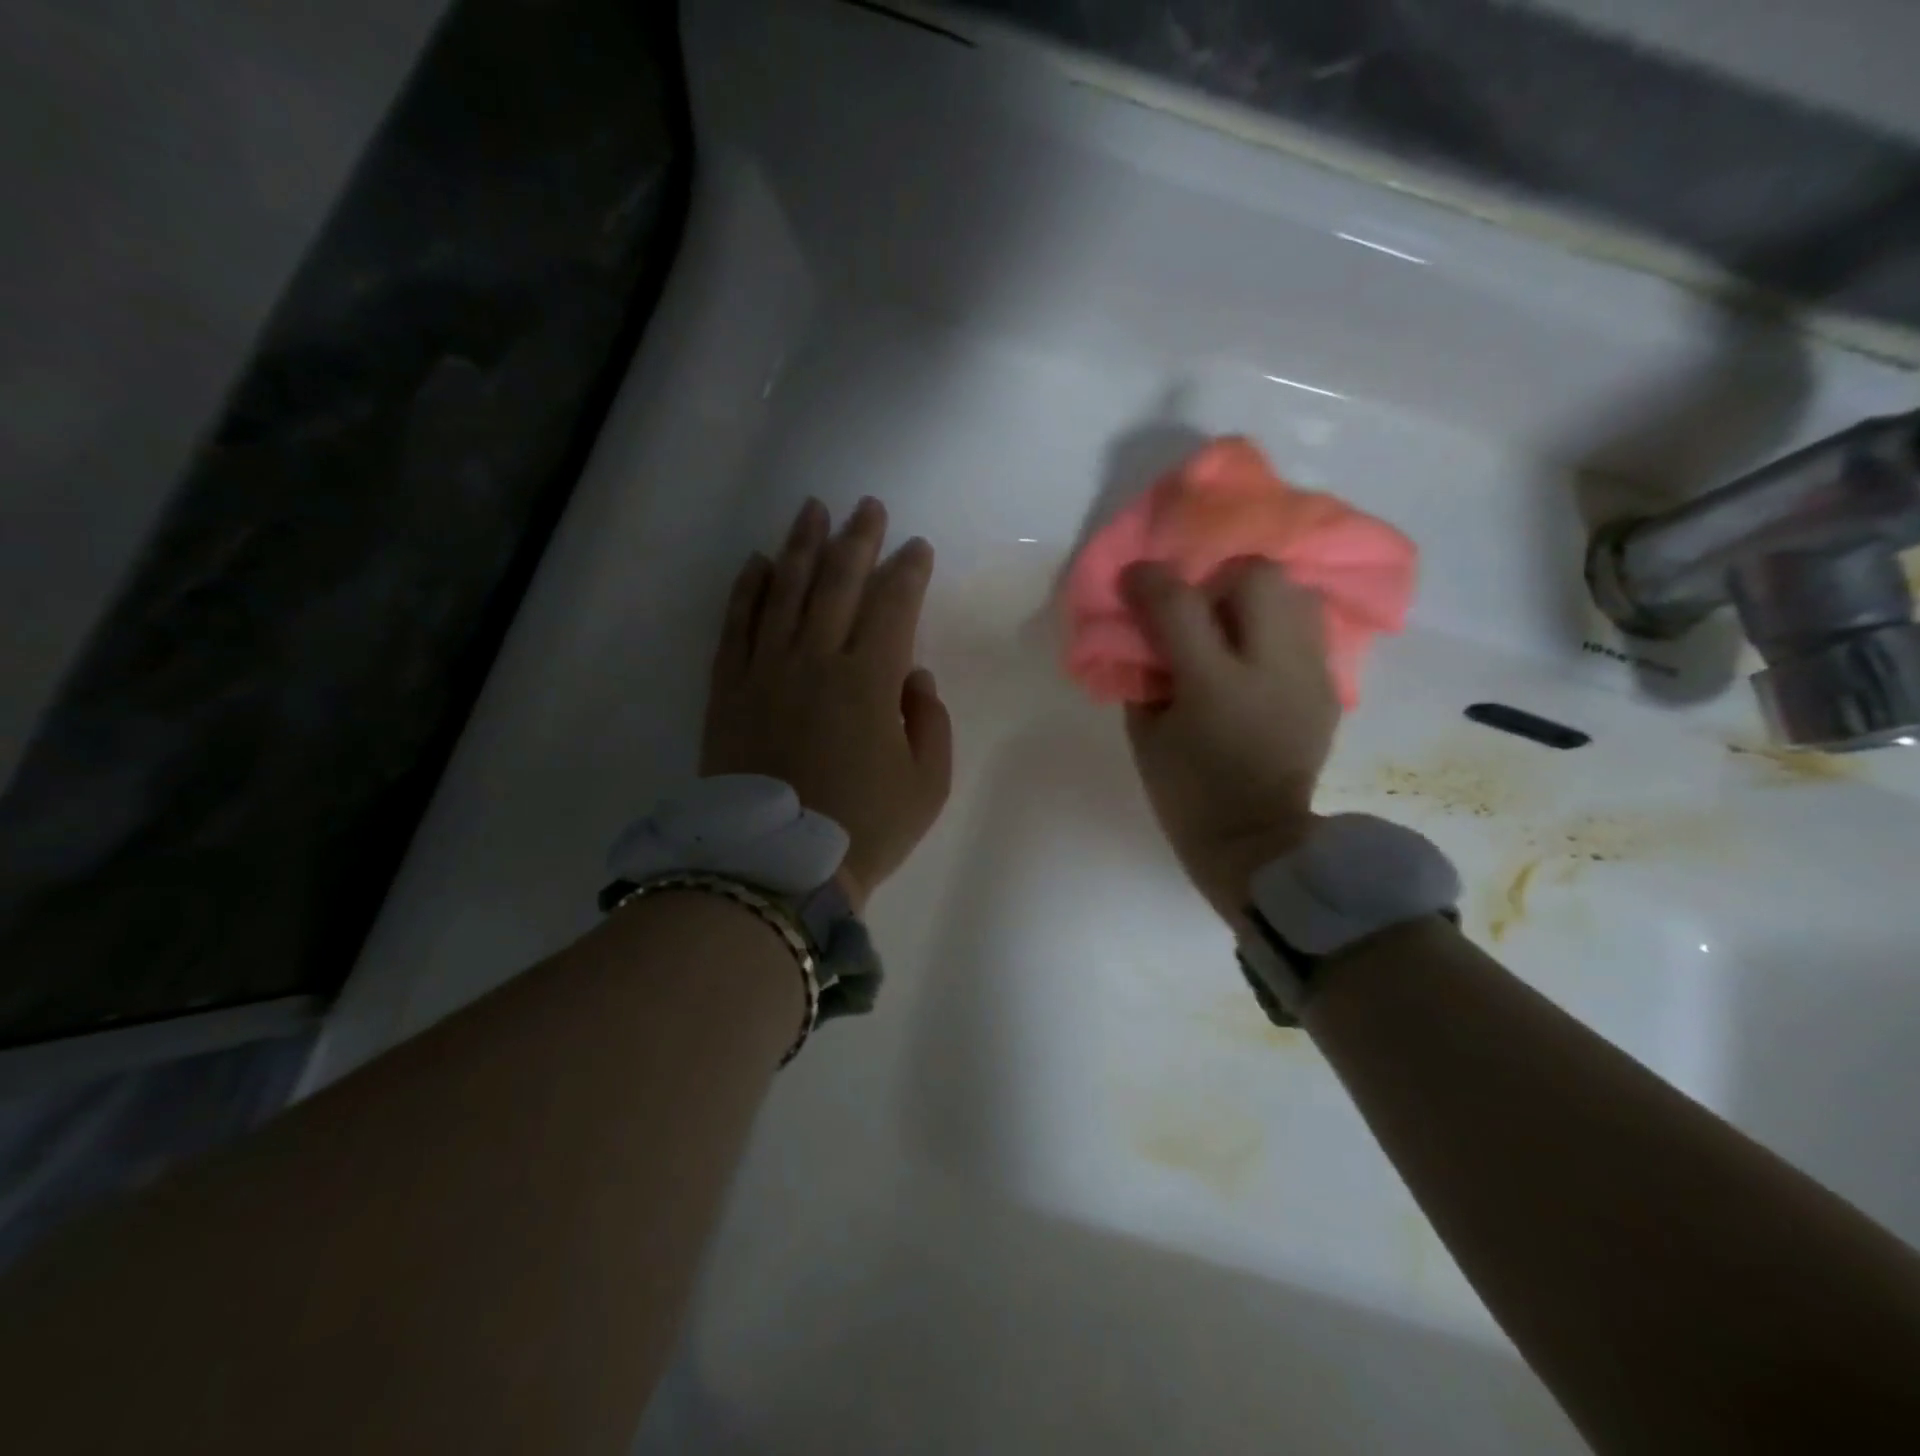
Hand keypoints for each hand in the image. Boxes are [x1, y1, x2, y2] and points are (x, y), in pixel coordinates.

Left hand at [702, 497, 952, 909]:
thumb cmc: (864, 828)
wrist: (777, 868)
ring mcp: (766, 670)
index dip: (908, 572)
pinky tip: (757, 562)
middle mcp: (816, 659)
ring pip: (784, 591)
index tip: (917, 548)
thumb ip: (929, 720)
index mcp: (870, 681)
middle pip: (838, 583)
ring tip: (813, 510)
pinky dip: (747, 590)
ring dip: (801, 546)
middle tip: (868, 507)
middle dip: (857, 540)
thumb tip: (911, 675)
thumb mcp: (928, 783)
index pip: (893, 606)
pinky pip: (736, 625)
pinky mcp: (729, 689)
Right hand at [1121, 558, 1338, 922]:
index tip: (1134, 578)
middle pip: (1256, 577)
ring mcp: (1308, 674)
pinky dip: (1278, 627)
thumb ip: (1145, 674)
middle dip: (1218, 579)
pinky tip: (1258, 655)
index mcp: (1213, 685)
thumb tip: (1150, 635)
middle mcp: (1270, 667)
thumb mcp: (1145, 736)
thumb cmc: (1187, 794)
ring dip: (1257, 598)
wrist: (1257, 841)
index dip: (1150, 580)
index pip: (1179, 604)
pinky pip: (1308, 629)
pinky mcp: (1329, 687)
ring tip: (1235, 627)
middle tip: (1198, 608)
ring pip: (1295, 592)